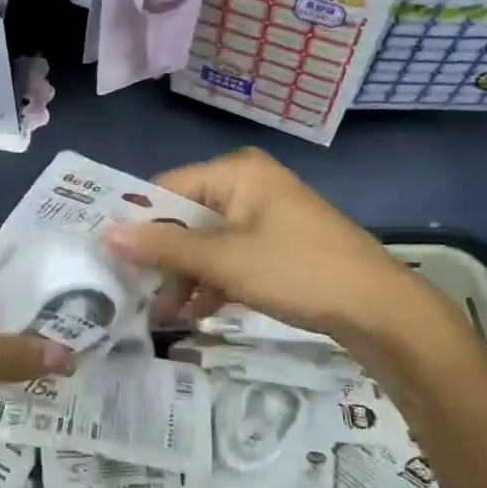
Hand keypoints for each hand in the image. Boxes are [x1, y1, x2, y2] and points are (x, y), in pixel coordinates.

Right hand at [107, 148, 431, 341]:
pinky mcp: (278, 244)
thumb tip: (106, 235)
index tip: (110, 259)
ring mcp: (265, 215)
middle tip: (138, 296)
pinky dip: (214, 281)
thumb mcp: (225, 261)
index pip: (167, 188)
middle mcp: (248, 185)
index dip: (137, 223)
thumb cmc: (298, 271)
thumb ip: (165, 248)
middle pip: (186, 217)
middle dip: (164, 259)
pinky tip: (199, 313)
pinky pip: (232, 256)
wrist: (379, 309)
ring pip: (208, 241)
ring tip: (166, 314)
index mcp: (236, 172)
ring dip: (187, 276)